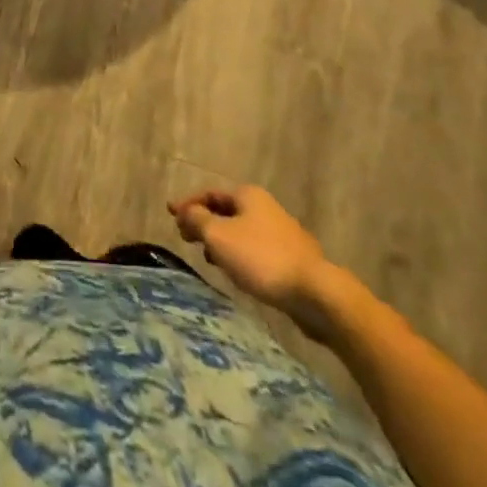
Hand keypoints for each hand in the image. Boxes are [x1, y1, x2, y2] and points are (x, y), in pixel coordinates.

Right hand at [169, 186, 333, 332]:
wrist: (316, 293)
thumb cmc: (261, 258)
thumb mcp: (219, 236)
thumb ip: (197, 220)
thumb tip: (185, 211)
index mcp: (247, 195)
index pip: (209, 193)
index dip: (187, 204)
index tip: (170, 215)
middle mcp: (265, 207)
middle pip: (226, 211)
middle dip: (204, 223)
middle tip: (186, 237)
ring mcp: (281, 233)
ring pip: (241, 232)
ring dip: (221, 241)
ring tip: (209, 259)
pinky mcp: (292, 258)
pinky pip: (256, 250)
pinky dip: (239, 255)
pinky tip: (237, 273)